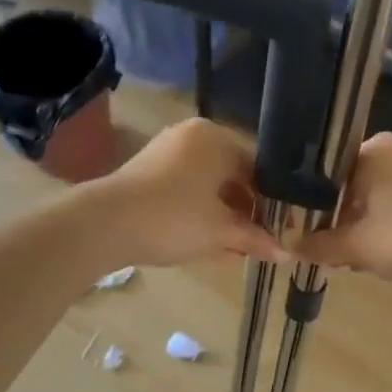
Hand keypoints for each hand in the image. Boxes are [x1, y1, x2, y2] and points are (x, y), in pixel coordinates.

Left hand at [88, 118, 288, 267]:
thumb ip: (256, 239)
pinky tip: (209, 240)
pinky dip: (201, 212)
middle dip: (247, 211)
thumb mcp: (221, 232)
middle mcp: (193, 136)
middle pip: (233, 175)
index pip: (259, 168)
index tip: (281, 230)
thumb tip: (287, 254)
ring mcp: (167, 152)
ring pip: (210, 185)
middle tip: (260, 241)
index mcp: (216, 138)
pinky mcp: (148, 172)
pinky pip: (187, 190)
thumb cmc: (174, 219)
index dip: (273, 203)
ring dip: (225, 216)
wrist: (105, 225)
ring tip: (237, 247)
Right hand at [297, 133, 391, 288]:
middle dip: (339, 219)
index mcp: (373, 150)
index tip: (304, 234)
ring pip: (379, 197)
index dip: (309, 205)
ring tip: (359, 258)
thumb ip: (318, 244)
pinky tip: (391, 253)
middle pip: (352, 185)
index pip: (324, 172)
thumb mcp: (358, 247)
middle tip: (331, 252)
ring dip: (365, 226)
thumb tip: (287, 243)